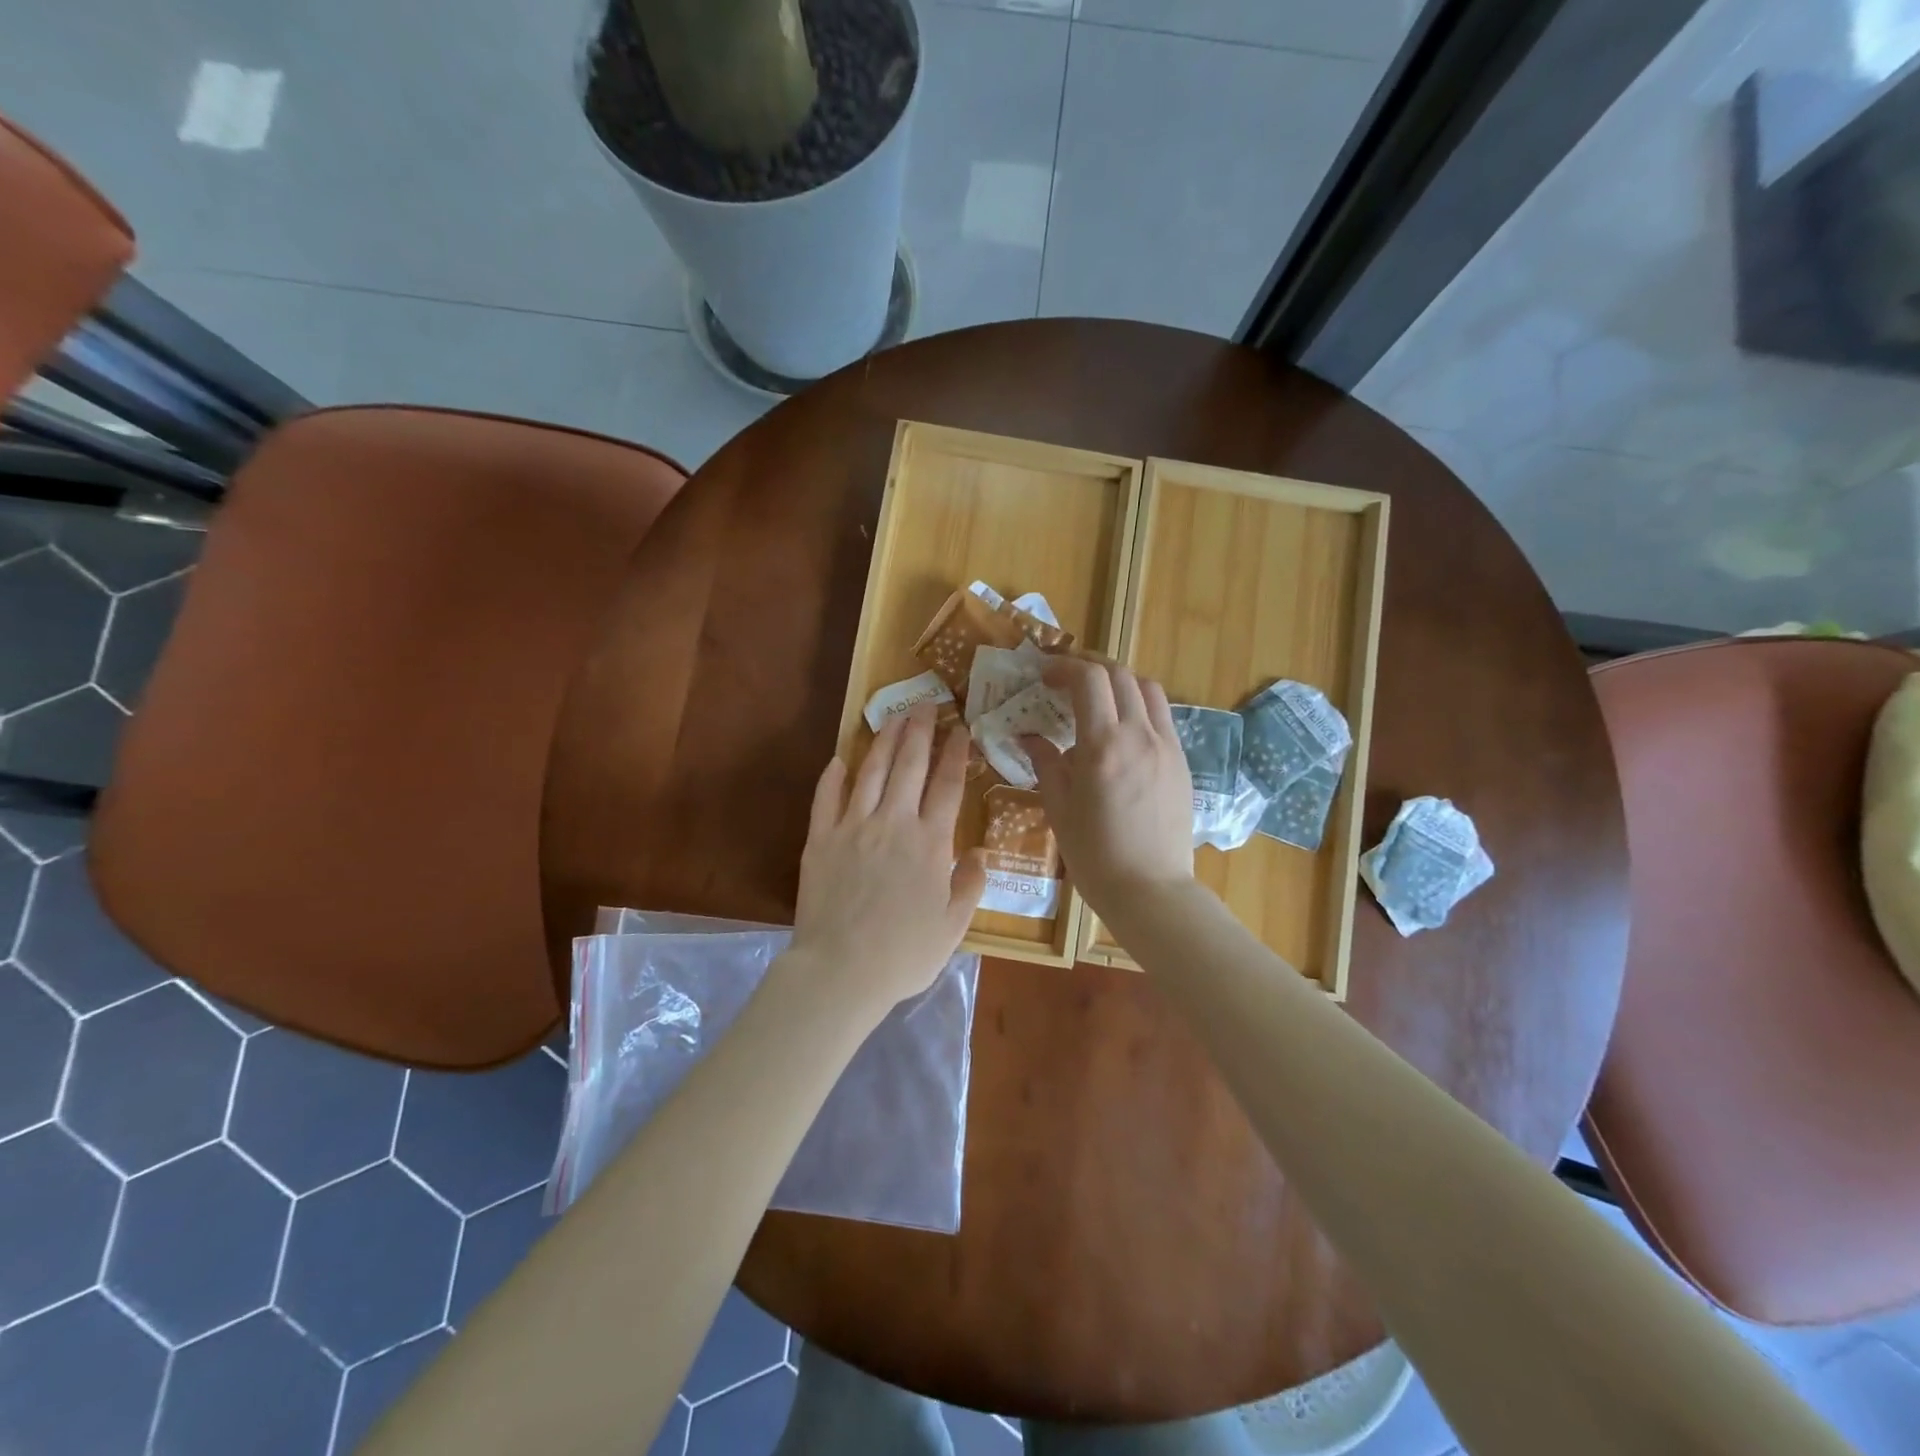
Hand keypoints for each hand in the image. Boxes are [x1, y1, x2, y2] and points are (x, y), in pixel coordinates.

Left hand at [790, 703, 985, 1013]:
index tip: (961, 728)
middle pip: (909, 766)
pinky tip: (840, 758)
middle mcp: (894, 823)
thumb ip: (970, 885)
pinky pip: (827, 798)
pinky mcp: (821, 839)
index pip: (947, 785)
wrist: (841, 971)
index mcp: (931, 843)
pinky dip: (834, 775)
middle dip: (920, 731)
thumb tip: (980, 853)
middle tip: (925, 704)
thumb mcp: (954, 926)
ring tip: (893, 716)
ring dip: (884, 741)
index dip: (956, 753)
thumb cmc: (904, 954)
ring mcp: (853, 827)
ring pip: (871, 772)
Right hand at [1023, 657, 1193, 913]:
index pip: (1088, 679)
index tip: (1044, 676)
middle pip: (1120, 675)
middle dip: (1090, 667)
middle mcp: (1140, 735)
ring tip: (1097, 698)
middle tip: (1065, 680)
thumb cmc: (1095, 856)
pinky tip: (1122, 729)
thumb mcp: (1059, 808)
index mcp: (1103, 746)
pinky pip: (1161, 716)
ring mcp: (1167, 746)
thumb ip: (1045, 763)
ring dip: (1119, 682)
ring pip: (1147, 689)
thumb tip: (1028, 736)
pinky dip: (1139, 706)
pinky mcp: (1181, 761)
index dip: (1064, 667)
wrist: (1151, 890)